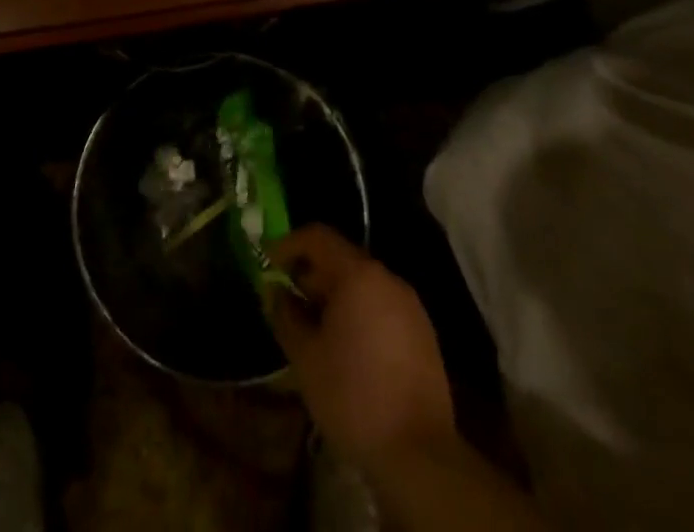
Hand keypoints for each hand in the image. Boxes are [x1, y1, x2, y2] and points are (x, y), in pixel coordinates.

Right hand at [270, 226, 456, 474]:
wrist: (420, 457)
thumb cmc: (353, 396)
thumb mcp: (304, 356)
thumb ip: (285, 314)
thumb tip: (275, 292)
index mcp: (358, 275)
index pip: (318, 236)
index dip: (289, 245)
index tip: (269, 264)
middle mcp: (388, 279)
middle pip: (342, 258)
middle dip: (311, 275)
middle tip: (289, 301)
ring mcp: (411, 307)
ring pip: (363, 285)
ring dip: (335, 296)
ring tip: (315, 328)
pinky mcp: (424, 335)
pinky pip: (382, 307)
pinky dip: (359, 313)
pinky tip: (348, 348)